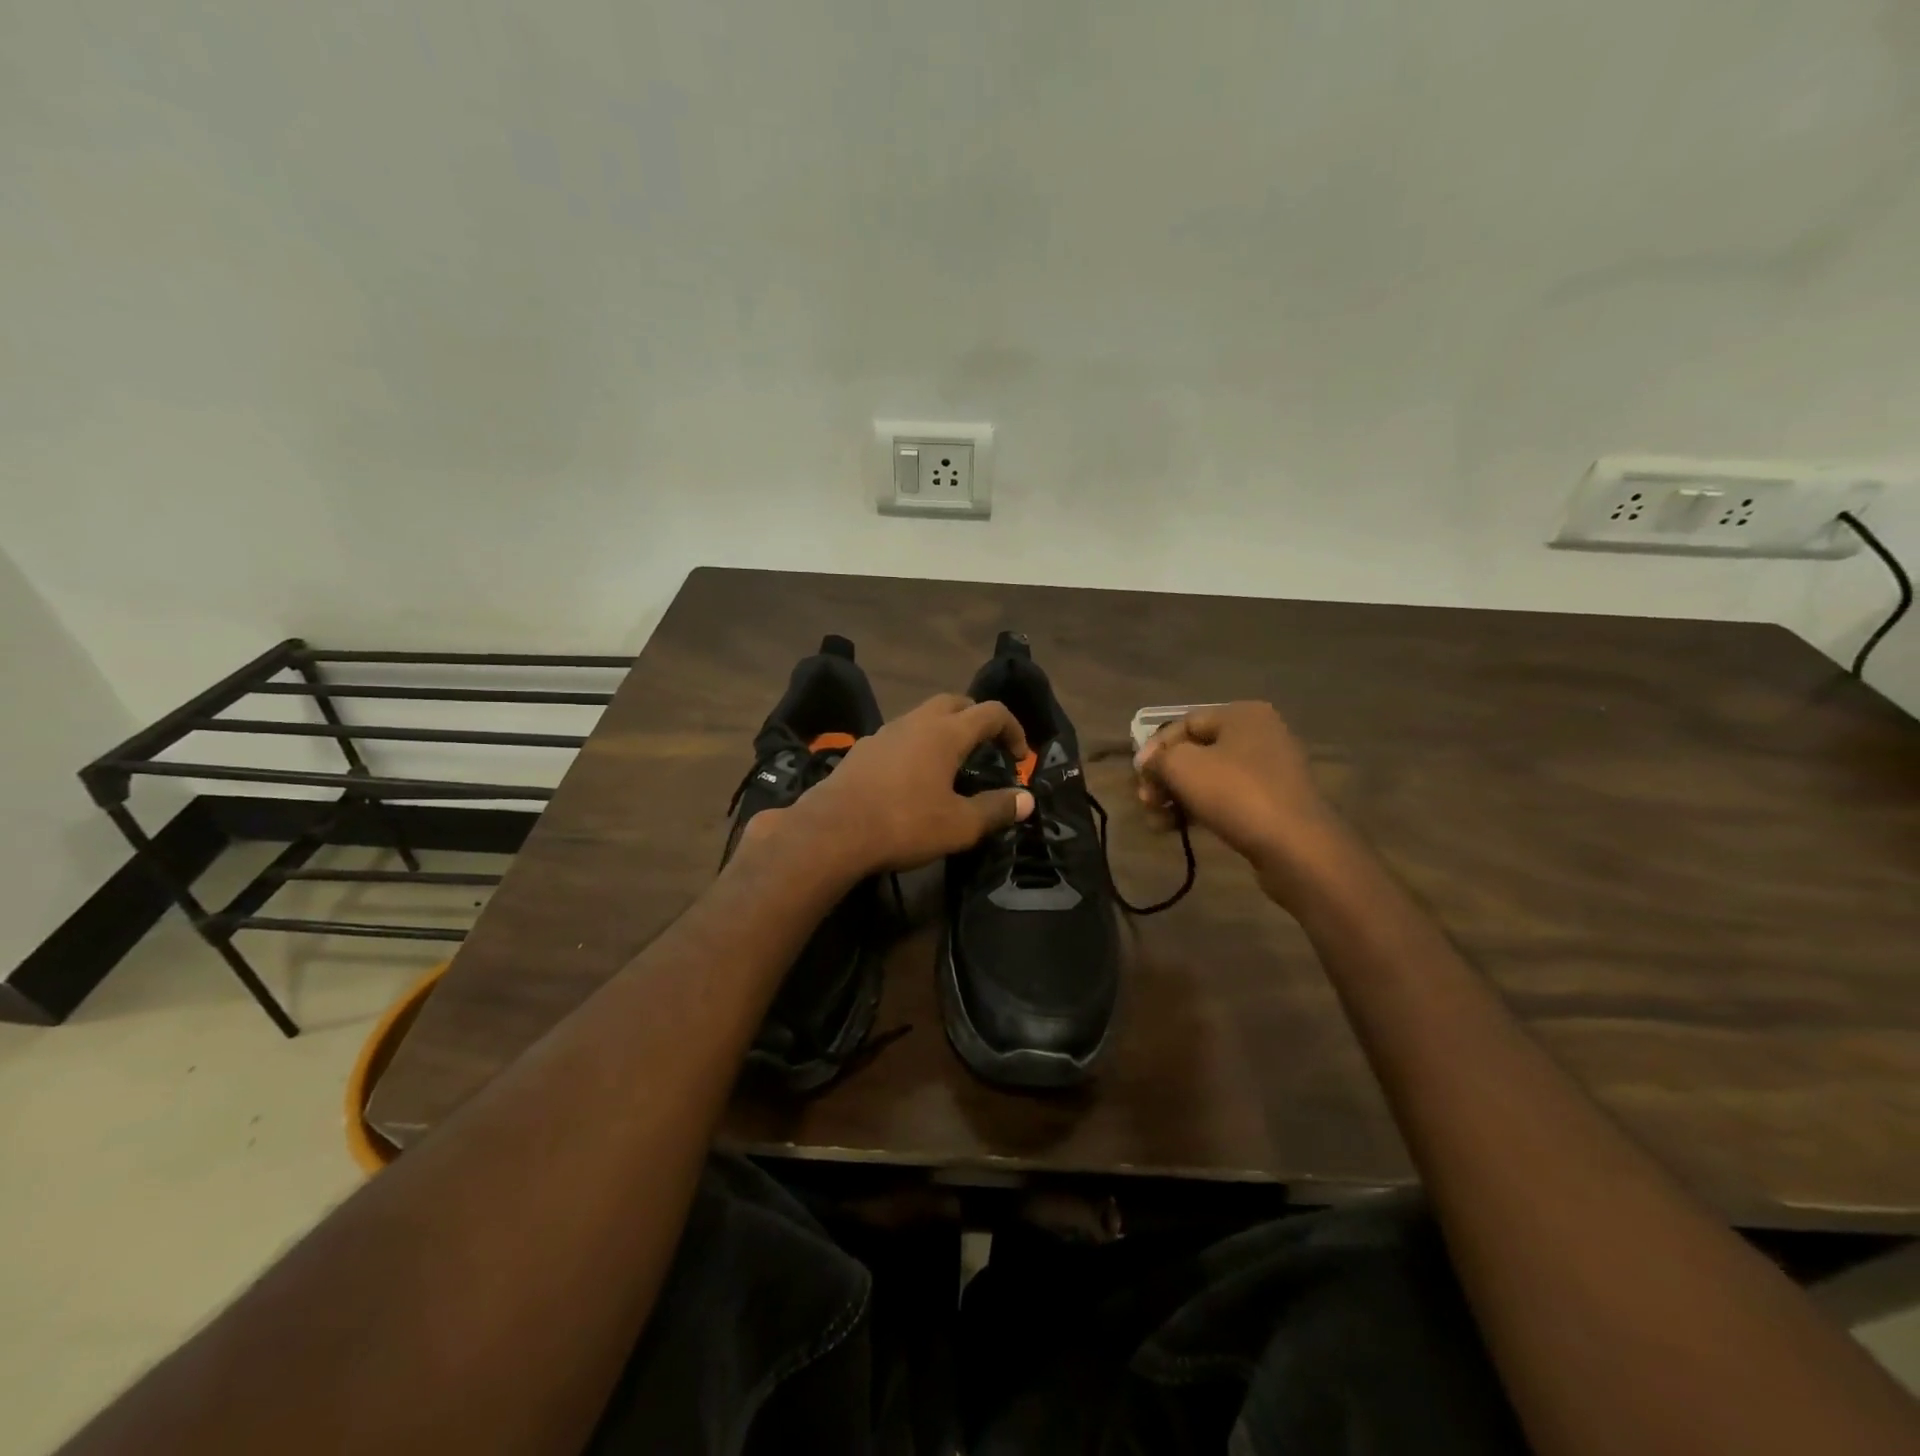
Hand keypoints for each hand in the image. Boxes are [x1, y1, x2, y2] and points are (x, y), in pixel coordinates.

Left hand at [782, 694, 1034, 875]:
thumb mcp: (959, 825)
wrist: (831, 832)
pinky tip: (912, 779)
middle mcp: (915, 722)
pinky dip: (916, 747)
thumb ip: (996, 809)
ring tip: (950, 764)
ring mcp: (883, 733)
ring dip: (943, 731)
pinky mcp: (861, 750)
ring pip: (922, 717)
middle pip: (954, 702)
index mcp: (946, 732)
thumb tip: (1026, 799)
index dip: (1013, 729)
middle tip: (986, 748)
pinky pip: (898, 737)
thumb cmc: (904, 824)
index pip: (991, 712)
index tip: (1020, 758)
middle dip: (976, 719)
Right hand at [1134, 702, 1340, 885]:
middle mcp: (1260, 735)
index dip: (1154, 749)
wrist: (1296, 847)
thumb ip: (1157, 758)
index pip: (1183, 724)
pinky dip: (1200, 809)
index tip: (1139, 778)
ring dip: (1177, 797)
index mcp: (1242, 715)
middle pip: (1195, 752)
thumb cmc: (1236, 794)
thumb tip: (1149, 763)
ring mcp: (1270, 770)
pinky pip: (1227, 798)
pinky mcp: (1273, 803)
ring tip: (1158, 823)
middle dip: (1165, 778)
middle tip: (1147, 803)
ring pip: (1208, 778)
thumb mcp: (1182, 766)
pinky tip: (1179, 829)